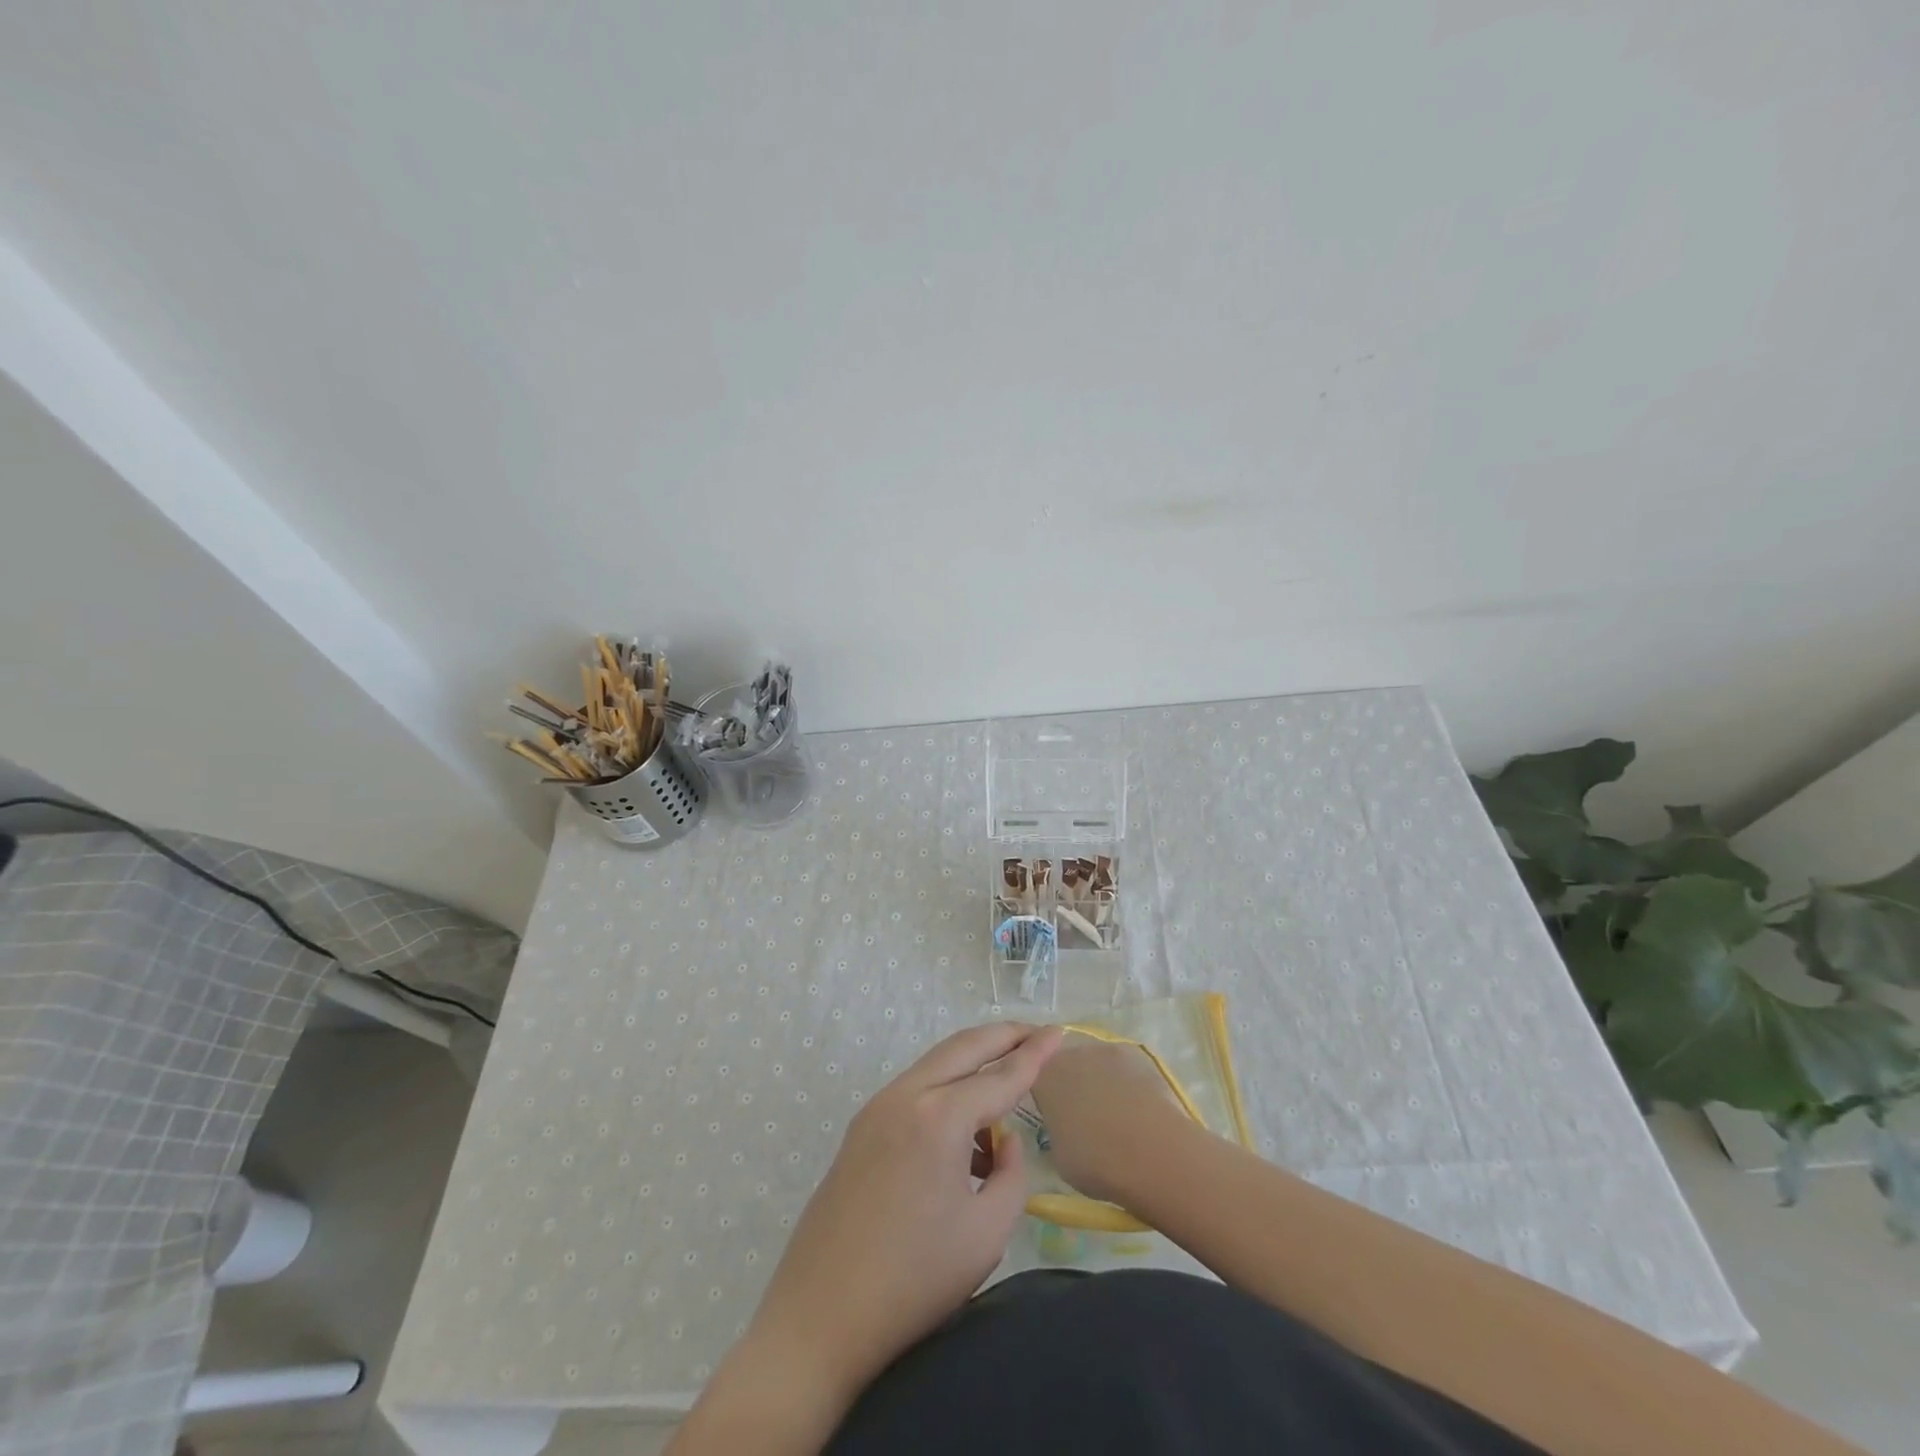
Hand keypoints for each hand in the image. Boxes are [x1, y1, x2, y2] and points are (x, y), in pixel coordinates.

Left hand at [745, 1021, 1063, 1404]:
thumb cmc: (914, 1280)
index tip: (1060, 1030)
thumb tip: (1003, 1139)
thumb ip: (1011, 1173)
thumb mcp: (987, 1233)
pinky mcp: (861, 1127)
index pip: (1001, 1074)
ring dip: (973, 1064)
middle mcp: (907, 1095)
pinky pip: (916, 1090)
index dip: (1036, 1053)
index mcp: (940, 1117)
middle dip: (1004, 1035)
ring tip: (1006, 1091)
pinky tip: (964, 1136)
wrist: (820, 1317)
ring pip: (937, 1064)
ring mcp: (877, 1107)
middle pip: (964, 1047)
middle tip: (1037, 1033)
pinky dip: (947, 1091)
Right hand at [1030, 1031, 1192, 1205]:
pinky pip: (1122, 1070)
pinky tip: (1135, 1112)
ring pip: (1094, 1064)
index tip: (1050, 1114)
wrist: (1154, 1154)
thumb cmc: (1096, 1162)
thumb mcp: (1058, 1155)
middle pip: (1065, 1064)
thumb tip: (1064, 1125)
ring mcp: (1106, 1051)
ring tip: (1112, 1116)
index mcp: (1044, 1076)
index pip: (1033, 1075)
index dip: (1041, 1093)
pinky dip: (1124, 1085)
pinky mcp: (1138, 1057)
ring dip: (1098, 1082)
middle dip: (1069, 1084)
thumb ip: (1055, 1129)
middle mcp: (1071, 1053)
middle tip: (1080, 1117)